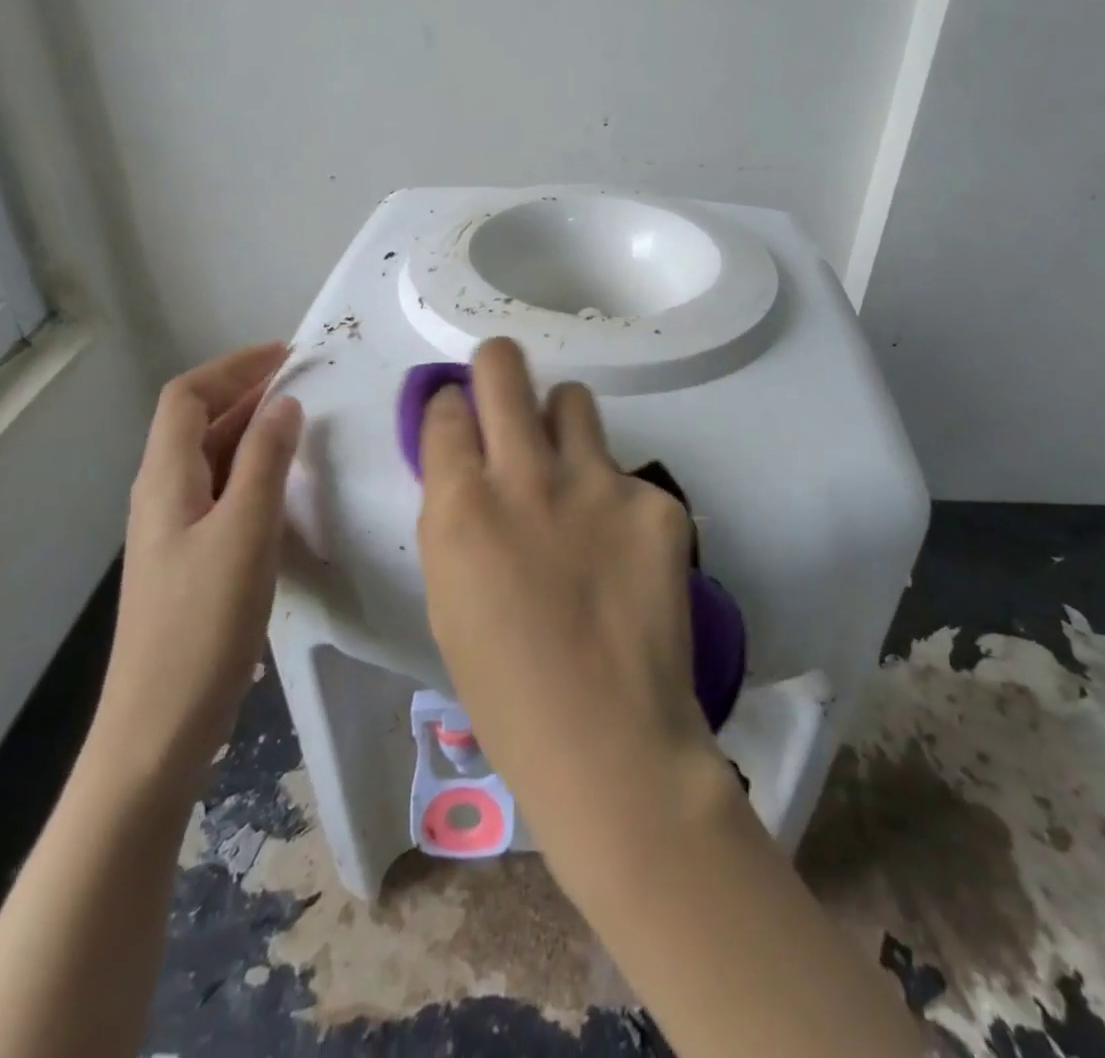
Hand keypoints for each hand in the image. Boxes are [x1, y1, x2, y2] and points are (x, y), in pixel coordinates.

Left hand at [93, 343, 303, 796]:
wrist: (160, 722)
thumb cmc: (203, 622)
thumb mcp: (245, 532)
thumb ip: (265, 462)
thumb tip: (285, 403)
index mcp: (165, 479)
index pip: (187, 396)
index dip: (233, 366)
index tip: (288, 353)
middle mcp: (163, 493)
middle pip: (197, 421)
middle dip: (248, 390)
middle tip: (307, 378)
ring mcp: (175, 527)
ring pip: (212, 455)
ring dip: (252, 426)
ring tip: (304, 418)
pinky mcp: (192, 556)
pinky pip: (222, 489)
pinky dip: (254, 466)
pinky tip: (287, 481)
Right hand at [417, 338, 735, 891]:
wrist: (608, 741)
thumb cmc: (506, 689)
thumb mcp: (450, 595)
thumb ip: (458, 518)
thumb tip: (471, 467)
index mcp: (460, 506)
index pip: (448, 409)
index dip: (452, 410)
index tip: (463, 420)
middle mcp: (526, 476)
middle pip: (504, 366)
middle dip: (497, 364)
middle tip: (504, 381)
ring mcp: (598, 482)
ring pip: (574, 400)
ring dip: (563, 422)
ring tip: (571, 467)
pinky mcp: (657, 501)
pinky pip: (628, 475)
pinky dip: (618, 500)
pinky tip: (624, 552)